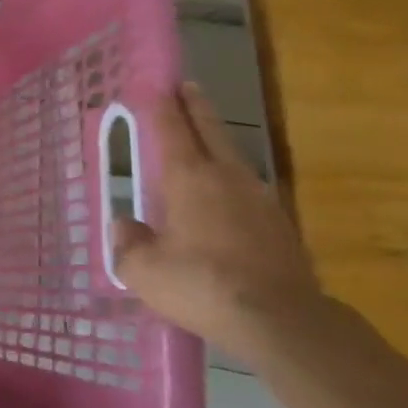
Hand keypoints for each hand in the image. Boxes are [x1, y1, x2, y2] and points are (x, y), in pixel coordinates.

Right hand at [114, 82, 325, 366]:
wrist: (282, 322)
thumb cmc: (202, 285)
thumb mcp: (144, 270)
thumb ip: (128, 243)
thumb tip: (125, 226)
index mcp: (188, 177)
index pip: (172, 128)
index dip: (162, 105)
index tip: (156, 85)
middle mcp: (227, 177)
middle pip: (210, 130)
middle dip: (196, 106)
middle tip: (187, 87)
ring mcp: (261, 200)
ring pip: (234, 158)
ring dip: (218, 142)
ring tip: (206, 140)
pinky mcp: (282, 227)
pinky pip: (250, 190)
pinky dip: (234, 181)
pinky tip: (229, 196)